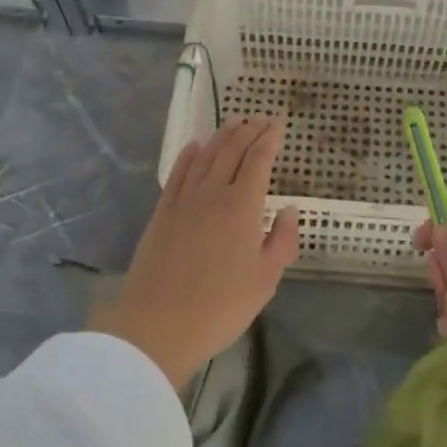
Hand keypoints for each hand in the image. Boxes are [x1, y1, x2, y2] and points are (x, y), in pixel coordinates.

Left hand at [92, 117, 299, 389]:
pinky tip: (195, 145)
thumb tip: (288, 210)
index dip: (270, 139)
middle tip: (261, 120)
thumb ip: (282, 240)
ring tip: (234, 123)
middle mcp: (213, 192)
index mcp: (242, 206)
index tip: (279, 124)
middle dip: (248, 130)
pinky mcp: (162, 212)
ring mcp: (183, 200)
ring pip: (205, 156)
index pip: (258, 160)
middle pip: (231, 150)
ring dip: (222, 136)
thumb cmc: (221, 306)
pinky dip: (189, 154)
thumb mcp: (266, 280)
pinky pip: (178, 172)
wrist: (158, 326)